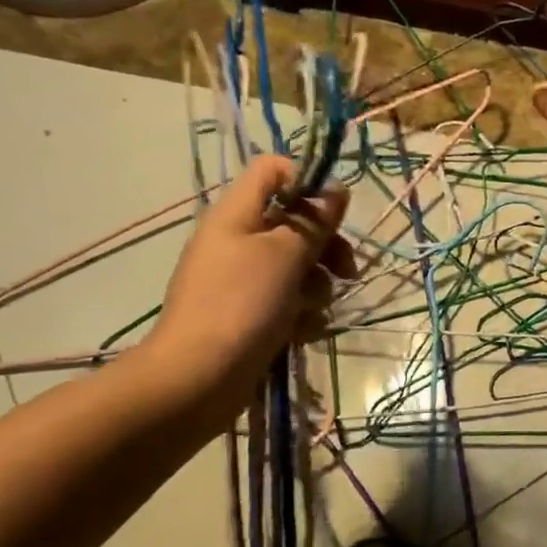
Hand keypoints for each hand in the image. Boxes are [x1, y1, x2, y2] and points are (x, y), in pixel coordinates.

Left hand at [141, 157, 354, 418]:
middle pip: (294, 221)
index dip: (307, 180)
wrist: (199, 377)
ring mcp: (241, 277)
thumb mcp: (286, 255)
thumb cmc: (243, 304)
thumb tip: (335, 190)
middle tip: (347, 270)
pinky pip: (287, 298)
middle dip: (326, 244)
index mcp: (237, 213)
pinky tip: (303, 330)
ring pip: (297, 264)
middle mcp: (237, 239)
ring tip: (315, 309)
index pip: (272, 169)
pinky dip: (300, 311)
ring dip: (317, 284)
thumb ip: (314, 221)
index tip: (335, 211)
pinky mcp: (249, 311)